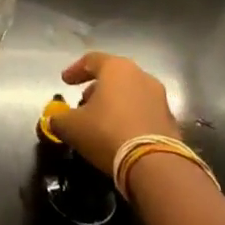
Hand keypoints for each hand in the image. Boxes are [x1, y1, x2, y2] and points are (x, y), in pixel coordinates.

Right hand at [51, 53, 180, 175]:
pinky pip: (144, 112)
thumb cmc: (107, 133)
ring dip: (114, 103)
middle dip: (96, 88)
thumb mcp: (72, 126)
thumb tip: (54, 119)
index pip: (91, 60)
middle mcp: (140, 75)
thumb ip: (59, 118)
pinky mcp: (170, 120)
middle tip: (83, 103)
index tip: (64, 82)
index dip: (75, 70)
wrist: (155, 165)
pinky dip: (130, 118)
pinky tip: (120, 135)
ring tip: (101, 121)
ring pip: (130, 93)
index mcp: (116, 68)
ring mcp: (159, 97)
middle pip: (113, 76)